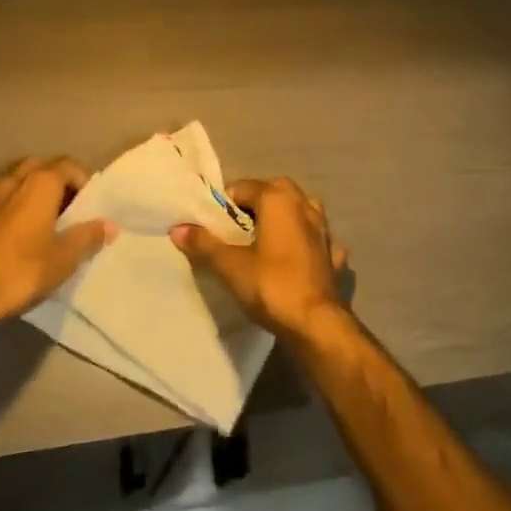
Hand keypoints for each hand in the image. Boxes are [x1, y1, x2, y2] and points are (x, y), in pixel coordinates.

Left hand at [0, 157, 116, 333]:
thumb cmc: (22, 271)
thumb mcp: (65, 258)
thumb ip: (89, 236)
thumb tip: (110, 224)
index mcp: (39, 183)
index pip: (68, 165)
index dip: (83, 181)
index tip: (90, 205)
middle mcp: (11, 180)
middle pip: (41, 167)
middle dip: (57, 182)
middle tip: (68, 209)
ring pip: (17, 182)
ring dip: (32, 194)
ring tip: (44, 223)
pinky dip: (13, 208)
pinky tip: (16, 237)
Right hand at [170, 176, 348, 340]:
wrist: (316, 323)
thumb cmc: (270, 285)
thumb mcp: (230, 265)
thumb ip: (204, 244)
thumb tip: (177, 228)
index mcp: (278, 199)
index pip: (243, 187)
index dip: (225, 205)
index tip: (214, 227)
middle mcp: (304, 204)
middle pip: (274, 192)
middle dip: (255, 205)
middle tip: (237, 232)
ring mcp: (324, 228)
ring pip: (299, 210)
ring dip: (284, 218)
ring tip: (265, 241)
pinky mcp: (333, 253)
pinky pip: (315, 237)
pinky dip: (305, 242)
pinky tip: (296, 257)